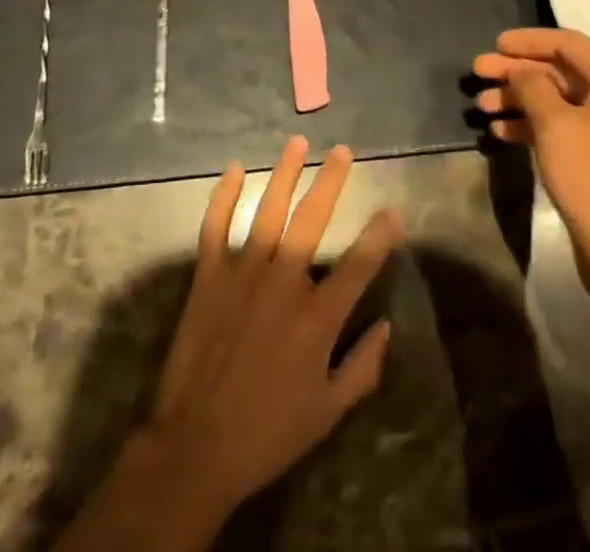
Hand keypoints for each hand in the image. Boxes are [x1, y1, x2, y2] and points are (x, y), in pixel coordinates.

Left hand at [142, 136, 402, 517]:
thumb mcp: (328, 412)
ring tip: (298, 143)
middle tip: (343, 152)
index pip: (358, 265)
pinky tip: (235, 169)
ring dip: (285, 173)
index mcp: (317, 318)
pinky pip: (215, 225)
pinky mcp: (208, 276)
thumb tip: (386, 327)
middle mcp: (283, 283)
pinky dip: (224, 195)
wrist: (197, 446)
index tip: (393, 210)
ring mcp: (242, 273)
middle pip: (313, 219)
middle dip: (331, 181)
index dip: (380, 236)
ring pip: (268, 210)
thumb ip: (362, 368)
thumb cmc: (269, 433)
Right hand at [474, 27, 589, 284]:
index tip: (495, 44)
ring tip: (481, 105)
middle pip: (558, 70)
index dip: (529, 40)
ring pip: (554, 99)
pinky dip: (529, 124)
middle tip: (478, 72)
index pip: (568, 43)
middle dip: (516, 70)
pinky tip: (499, 131)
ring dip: (517, 98)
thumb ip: (533, 85)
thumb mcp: (555, 124)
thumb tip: (520, 69)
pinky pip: (558, 127)